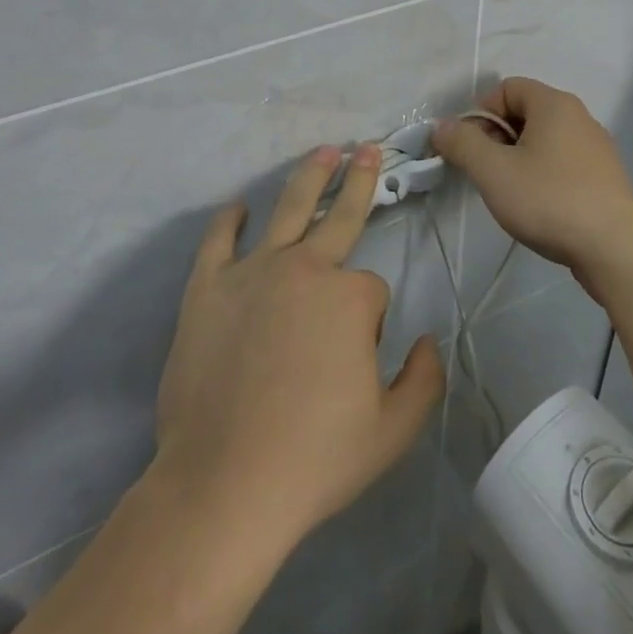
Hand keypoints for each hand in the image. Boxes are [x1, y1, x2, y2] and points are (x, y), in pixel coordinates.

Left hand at [151, 143, 444, 558]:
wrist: (224, 484)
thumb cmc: (315, 458)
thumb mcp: (393, 430)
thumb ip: (423, 379)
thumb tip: (425, 341)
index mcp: (350, 297)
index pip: (372, 289)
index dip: (369, 322)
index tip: (353, 358)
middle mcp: (304, 268)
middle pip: (338, 215)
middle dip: (359, 181)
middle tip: (367, 150)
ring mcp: (252, 273)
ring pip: (286, 209)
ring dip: (308, 177)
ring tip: (323, 151)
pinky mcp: (207, 289)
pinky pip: (218, 241)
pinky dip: (228, 221)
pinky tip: (237, 207)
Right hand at [433, 77, 632, 298]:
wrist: (615, 248)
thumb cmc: (549, 199)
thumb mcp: (493, 171)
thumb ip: (462, 143)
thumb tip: (441, 126)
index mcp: (554, 104)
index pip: (507, 88)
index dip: (481, 112)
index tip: (470, 148)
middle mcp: (579, 117)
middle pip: (526, 113)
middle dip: (497, 138)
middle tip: (485, 172)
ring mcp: (596, 148)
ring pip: (544, 141)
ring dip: (519, 159)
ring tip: (510, 193)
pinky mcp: (604, 178)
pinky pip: (563, 163)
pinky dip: (544, 176)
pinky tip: (539, 206)